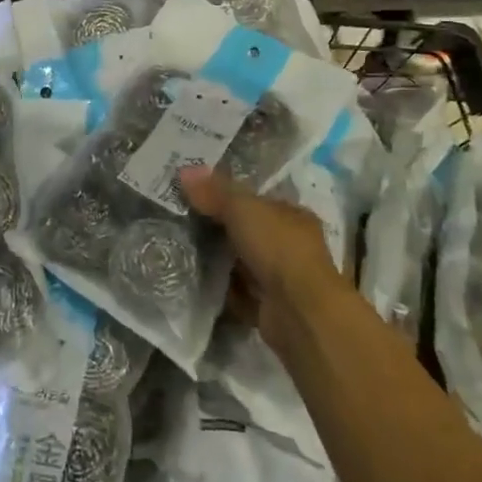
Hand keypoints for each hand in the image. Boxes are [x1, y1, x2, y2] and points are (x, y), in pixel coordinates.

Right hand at [180, 166, 343, 339]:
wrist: (299, 311)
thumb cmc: (277, 248)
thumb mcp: (242, 208)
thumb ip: (214, 191)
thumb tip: (184, 170)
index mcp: (293, 215)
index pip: (258, 202)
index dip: (229, 198)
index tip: (197, 197)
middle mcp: (291, 245)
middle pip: (248, 233)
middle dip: (220, 231)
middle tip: (183, 225)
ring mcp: (282, 279)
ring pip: (243, 264)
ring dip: (220, 262)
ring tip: (183, 252)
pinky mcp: (270, 307)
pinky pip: (239, 293)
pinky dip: (222, 290)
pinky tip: (197, 283)